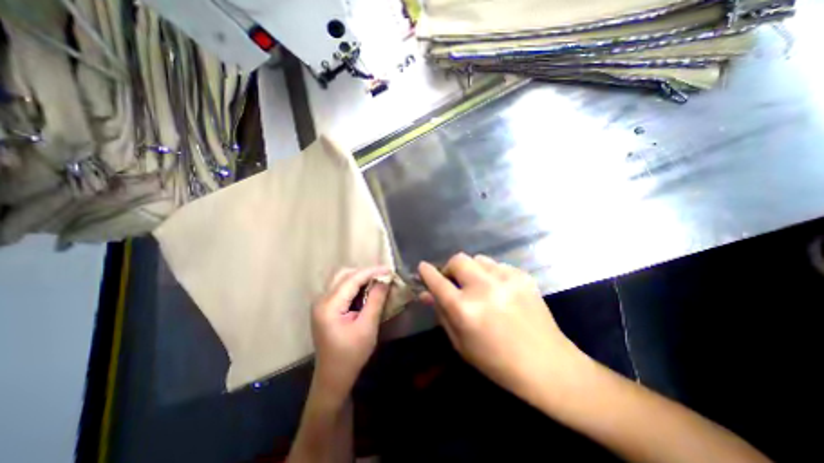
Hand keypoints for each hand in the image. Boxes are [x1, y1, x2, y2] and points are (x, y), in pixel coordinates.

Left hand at [311, 266, 390, 398]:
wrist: (333, 378)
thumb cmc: (351, 355)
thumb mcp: (367, 327)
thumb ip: (375, 300)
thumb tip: (385, 280)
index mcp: (329, 305)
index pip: (352, 279)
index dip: (371, 272)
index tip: (389, 269)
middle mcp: (321, 300)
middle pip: (343, 275)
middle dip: (364, 272)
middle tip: (383, 276)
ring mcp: (321, 303)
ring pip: (341, 279)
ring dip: (359, 278)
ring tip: (377, 281)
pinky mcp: (325, 308)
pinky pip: (341, 288)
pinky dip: (354, 285)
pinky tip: (366, 290)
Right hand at [420, 252, 584, 399]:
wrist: (547, 364)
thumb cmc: (496, 361)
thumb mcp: (461, 342)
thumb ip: (441, 313)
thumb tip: (425, 294)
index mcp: (465, 309)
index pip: (438, 281)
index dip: (427, 272)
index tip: (422, 267)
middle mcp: (483, 288)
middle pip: (458, 260)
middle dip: (450, 268)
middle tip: (454, 282)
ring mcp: (505, 278)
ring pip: (478, 259)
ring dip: (471, 270)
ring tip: (479, 287)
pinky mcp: (522, 276)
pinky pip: (497, 265)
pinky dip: (491, 274)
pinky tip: (499, 291)